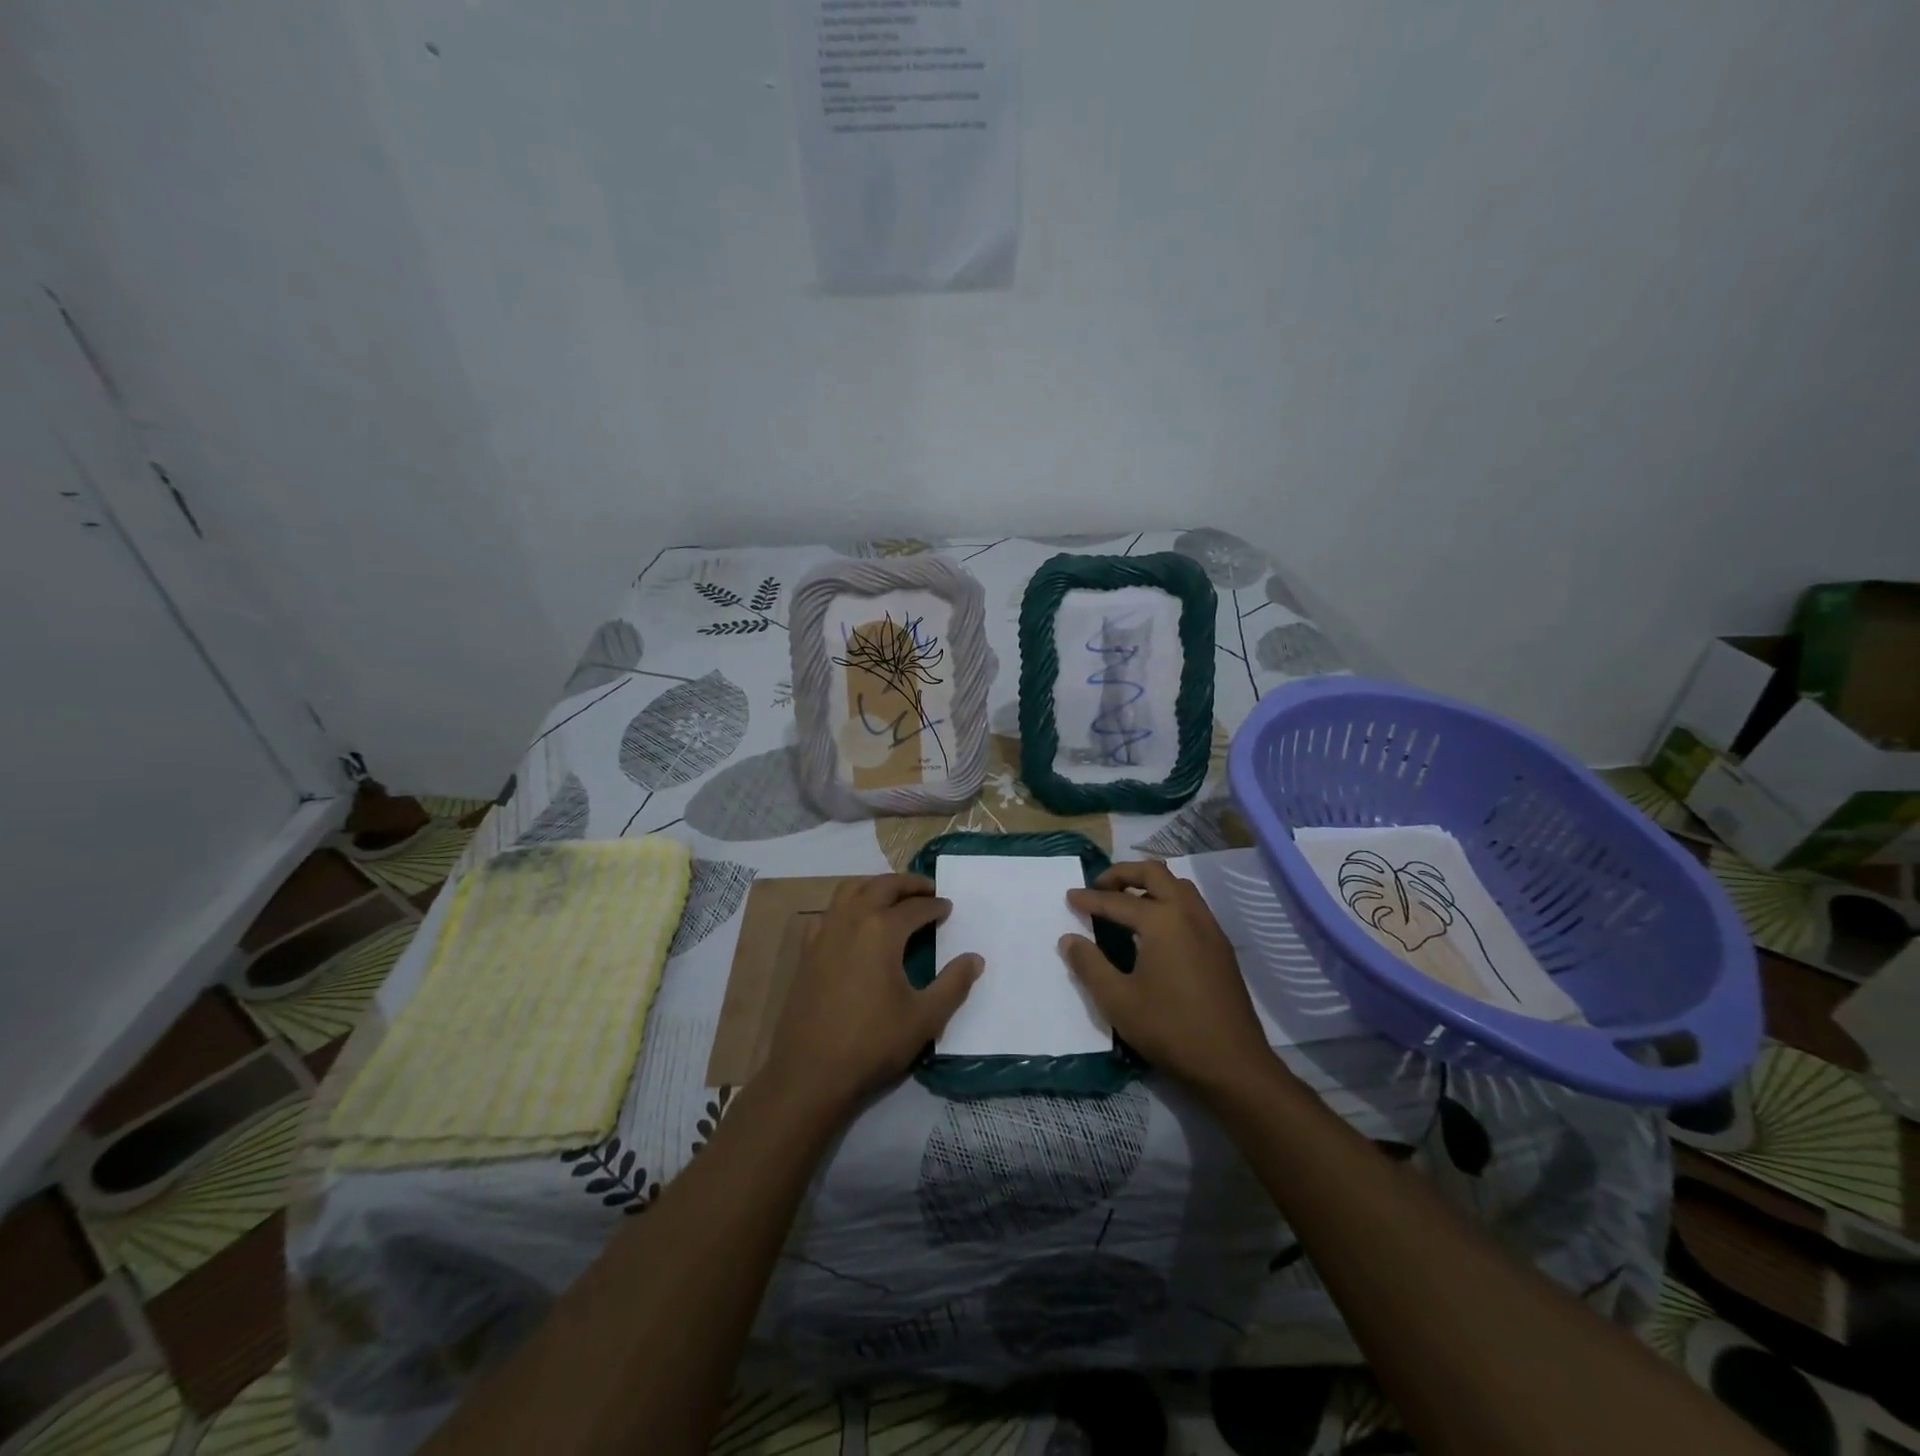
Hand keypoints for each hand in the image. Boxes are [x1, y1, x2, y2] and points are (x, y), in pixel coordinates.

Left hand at [762, 874, 982, 1116]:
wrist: (810, 1073)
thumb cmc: (872, 1044)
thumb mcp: (924, 1018)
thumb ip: (954, 984)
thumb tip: (975, 958)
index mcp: (882, 931)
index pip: (915, 907)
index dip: (935, 906)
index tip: (948, 908)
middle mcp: (851, 920)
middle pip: (882, 886)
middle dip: (908, 884)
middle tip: (927, 888)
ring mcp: (824, 933)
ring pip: (850, 889)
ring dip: (875, 885)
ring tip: (893, 895)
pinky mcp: (807, 950)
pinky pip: (828, 911)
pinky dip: (847, 904)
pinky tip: (854, 921)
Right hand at [1063, 861, 1277, 1094]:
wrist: (1233, 1065)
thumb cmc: (1170, 1029)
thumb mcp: (1118, 1000)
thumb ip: (1089, 965)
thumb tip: (1069, 939)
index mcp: (1162, 921)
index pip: (1117, 900)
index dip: (1089, 899)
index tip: (1069, 896)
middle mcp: (1188, 913)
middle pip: (1154, 873)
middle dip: (1123, 874)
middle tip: (1099, 887)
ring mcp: (1210, 928)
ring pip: (1178, 886)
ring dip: (1149, 885)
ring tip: (1126, 902)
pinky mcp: (1220, 947)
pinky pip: (1191, 906)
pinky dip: (1168, 902)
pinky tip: (1155, 929)